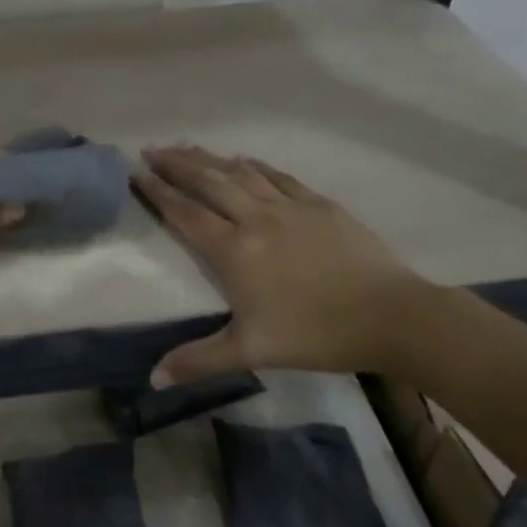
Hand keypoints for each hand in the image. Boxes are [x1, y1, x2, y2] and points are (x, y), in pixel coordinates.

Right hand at [132, 146, 427, 386]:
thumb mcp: (252, 352)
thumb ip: (199, 360)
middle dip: (176, 164)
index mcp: (234, 251)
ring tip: (186, 147)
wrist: (389, 315)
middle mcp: (255, 218)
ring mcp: (289, 206)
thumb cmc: (316, 334)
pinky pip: (277, 176)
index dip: (157, 192)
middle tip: (151, 149)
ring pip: (239, 173)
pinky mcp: (318, 204)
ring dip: (209, 158)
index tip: (136, 172)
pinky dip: (253, 165)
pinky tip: (243, 159)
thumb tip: (153, 379)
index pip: (185, 213)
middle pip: (207, 182)